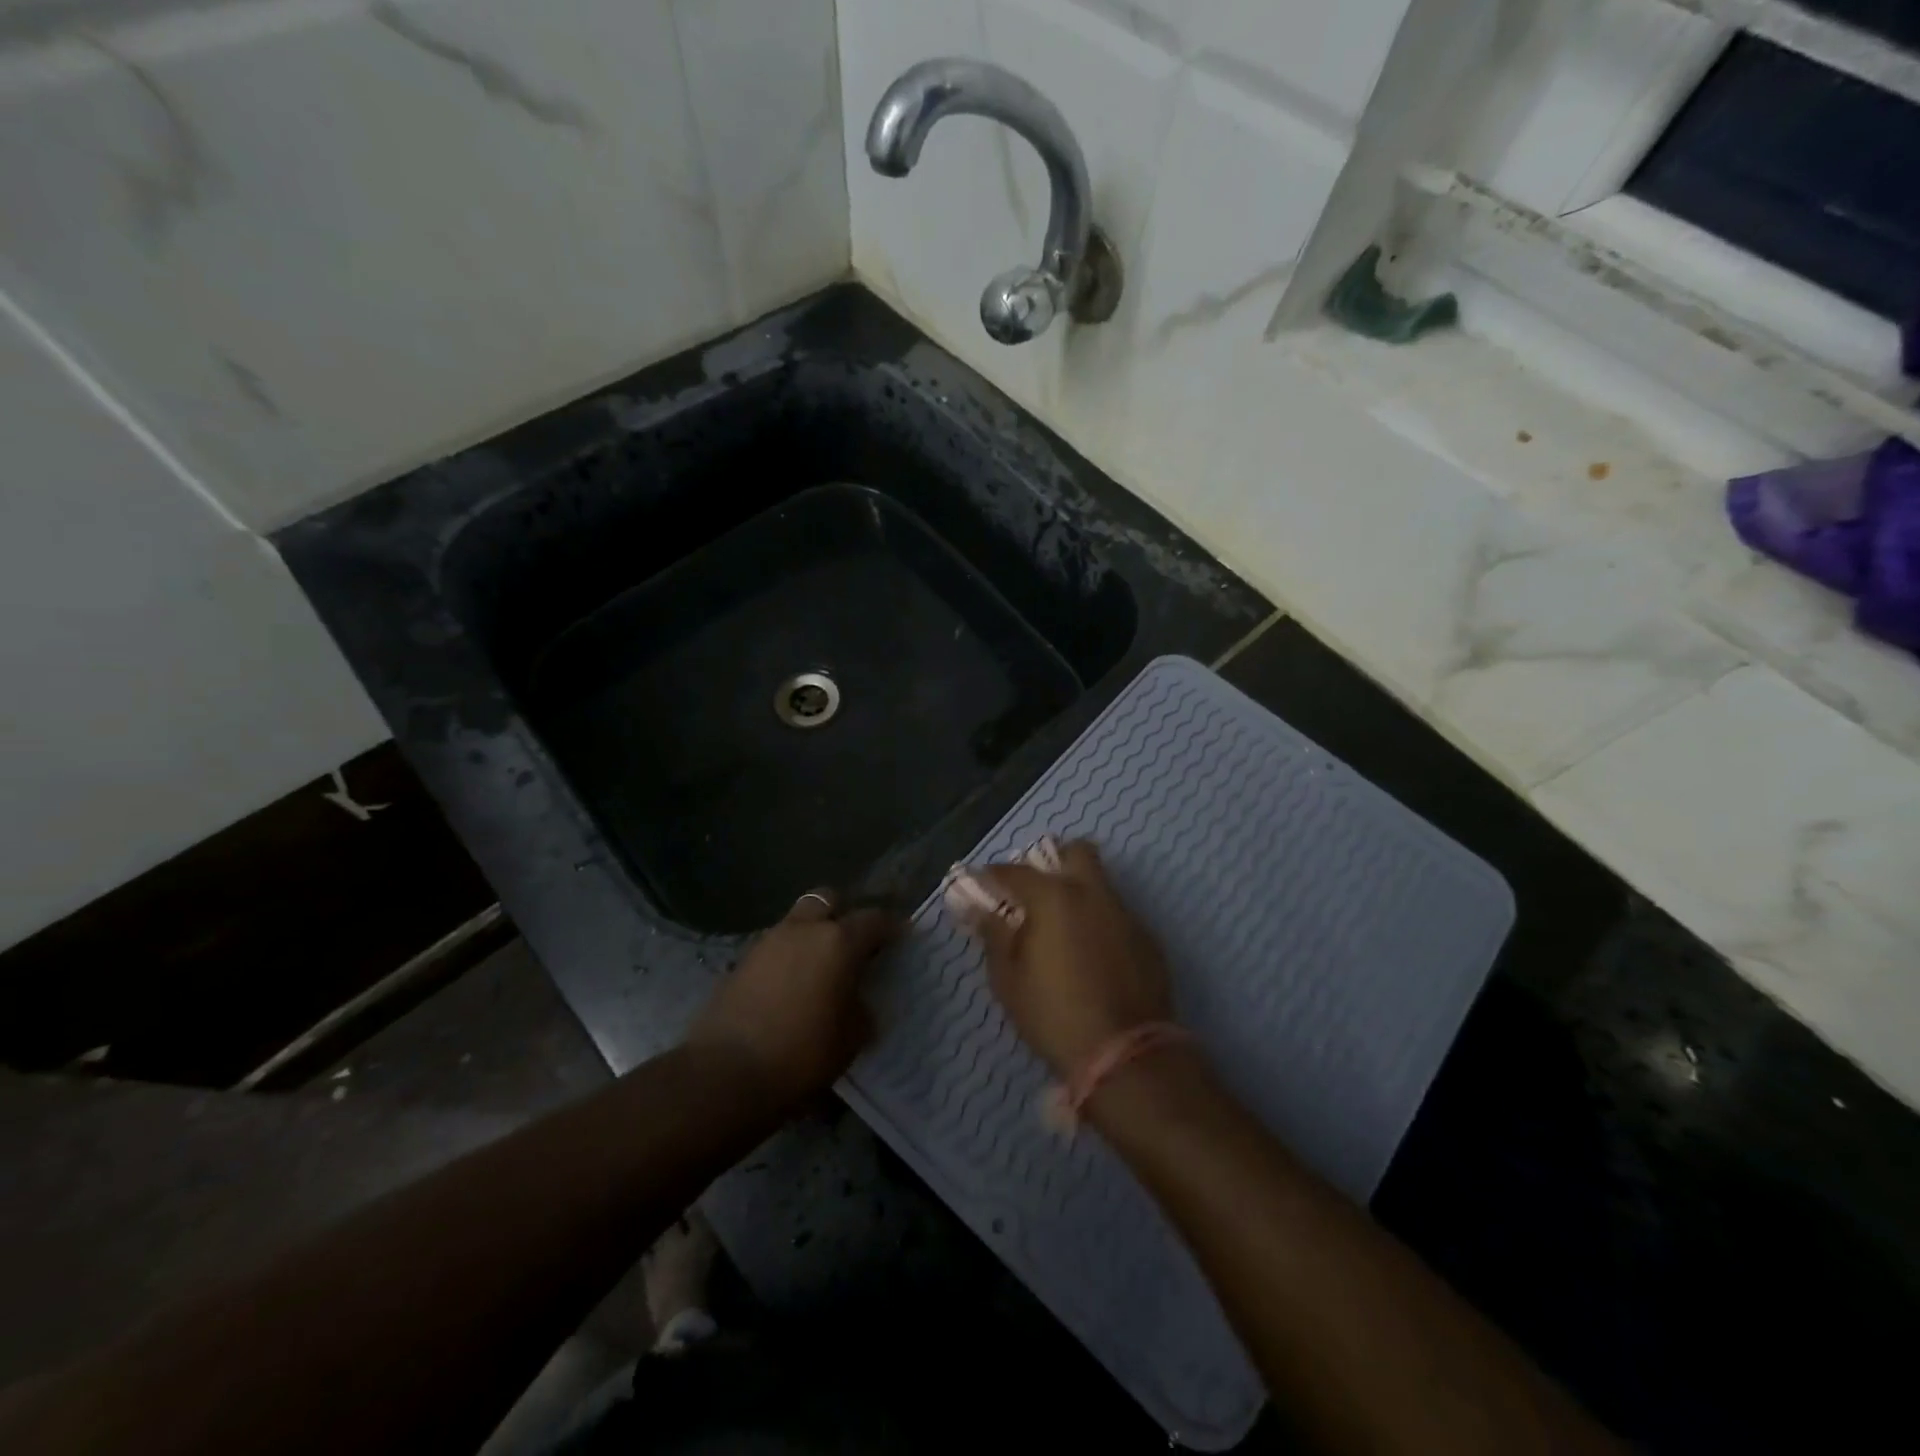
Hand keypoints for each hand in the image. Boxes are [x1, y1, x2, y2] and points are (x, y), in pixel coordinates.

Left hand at [686, 889, 902, 1108]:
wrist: (725, 1073)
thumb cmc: (801, 1054)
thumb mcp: (850, 1039)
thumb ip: (861, 1010)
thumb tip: (858, 1002)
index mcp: (838, 942)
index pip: (874, 919)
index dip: (890, 927)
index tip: (900, 937)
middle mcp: (803, 930)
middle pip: (828, 900)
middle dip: (844, 914)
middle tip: (853, 943)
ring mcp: (768, 942)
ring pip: (798, 921)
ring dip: (812, 935)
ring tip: (821, 968)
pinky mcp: (741, 962)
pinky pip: (775, 947)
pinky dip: (788, 957)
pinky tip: (791, 986)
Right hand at [952, 838, 1172, 1075]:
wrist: (1126, 1054)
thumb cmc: (1054, 1014)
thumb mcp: (1008, 979)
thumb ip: (994, 936)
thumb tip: (982, 910)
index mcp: (1053, 897)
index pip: (1014, 871)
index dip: (993, 876)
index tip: (981, 886)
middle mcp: (1093, 893)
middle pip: (1077, 852)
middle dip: (1054, 861)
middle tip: (1036, 891)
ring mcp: (1125, 914)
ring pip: (1101, 884)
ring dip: (1079, 893)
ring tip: (1063, 928)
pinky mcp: (1148, 939)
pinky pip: (1118, 916)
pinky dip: (1100, 922)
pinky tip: (1091, 955)